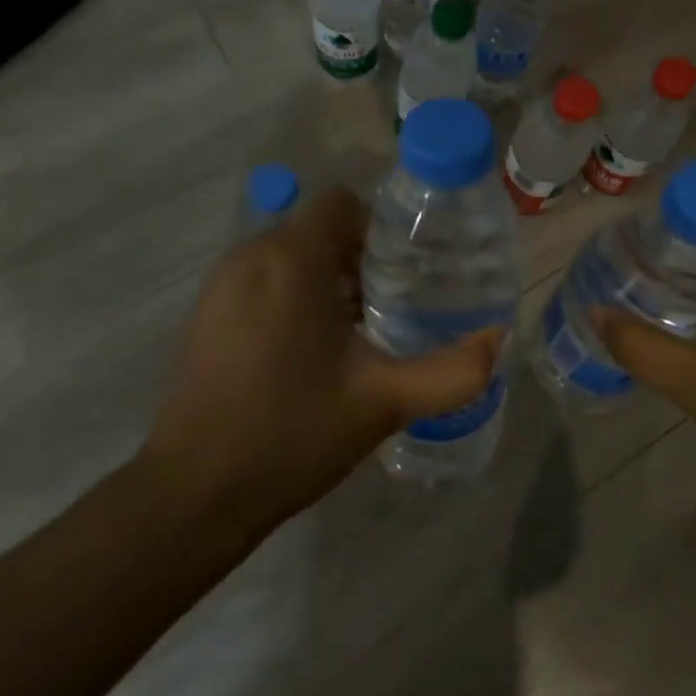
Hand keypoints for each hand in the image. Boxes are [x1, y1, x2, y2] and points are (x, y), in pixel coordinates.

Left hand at [142, 187, 501, 537]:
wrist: (196, 491)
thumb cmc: (292, 431)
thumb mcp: (384, 401)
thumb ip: (452, 371)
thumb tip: (498, 338)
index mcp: (291, 258)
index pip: (341, 203)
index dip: (378, 227)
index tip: (403, 269)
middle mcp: (252, 255)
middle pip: (317, 229)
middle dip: (357, 258)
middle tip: (391, 304)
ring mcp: (222, 283)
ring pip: (289, 254)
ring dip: (326, 278)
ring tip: (357, 330)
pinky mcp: (208, 312)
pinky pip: (263, 278)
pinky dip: (293, 294)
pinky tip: (310, 350)